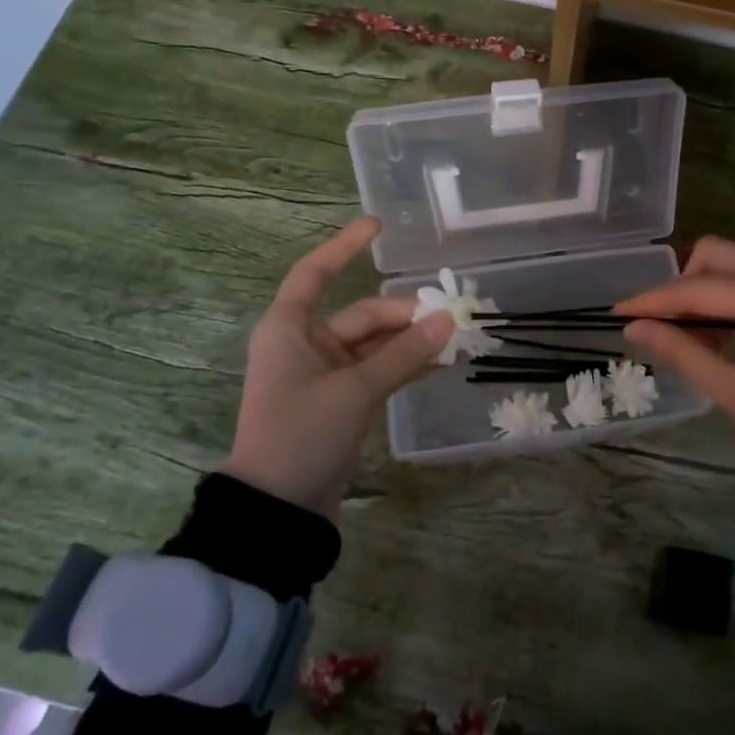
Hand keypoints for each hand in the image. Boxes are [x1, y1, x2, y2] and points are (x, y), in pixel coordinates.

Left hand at [225, 217, 452, 518]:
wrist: (277, 508)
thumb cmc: (300, 434)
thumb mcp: (354, 391)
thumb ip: (403, 355)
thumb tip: (447, 320)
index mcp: (290, 328)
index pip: (315, 272)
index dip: (343, 246)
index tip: (377, 226)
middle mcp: (306, 343)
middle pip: (362, 313)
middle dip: (406, 314)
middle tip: (452, 316)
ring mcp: (325, 374)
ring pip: (376, 344)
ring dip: (411, 341)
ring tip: (456, 338)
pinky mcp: (341, 400)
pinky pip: (378, 370)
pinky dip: (405, 365)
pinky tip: (441, 362)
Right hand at [615, 237, 734, 473]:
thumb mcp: (733, 392)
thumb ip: (681, 352)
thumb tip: (633, 327)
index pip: (700, 287)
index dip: (655, 299)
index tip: (618, 312)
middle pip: (717, 254)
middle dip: (681, 285)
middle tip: (660, 324)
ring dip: (704, 290)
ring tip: (689, 337)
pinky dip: (728, 296)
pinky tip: (718, 334)